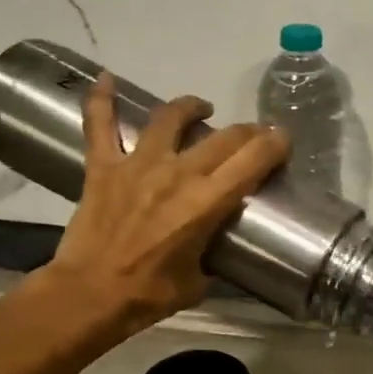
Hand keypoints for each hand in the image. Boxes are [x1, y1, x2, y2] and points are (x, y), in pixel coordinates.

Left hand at [42, 74, 288, 339]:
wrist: (89, 295)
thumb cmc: (149, 295)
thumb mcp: (199, 279)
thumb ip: (210, 251)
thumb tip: (212, 242)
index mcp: (207, 202)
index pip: (253, 159)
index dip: (275, 144)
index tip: (283, 141)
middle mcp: (177, 173)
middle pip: (223, 137)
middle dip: (248, 132)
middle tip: (254, 136)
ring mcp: (137, 164)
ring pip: (169, 118)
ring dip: (191, 107)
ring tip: (201, 109)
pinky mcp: (103, 167)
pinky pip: (100, 124)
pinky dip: (102, 99)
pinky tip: (106, 78)